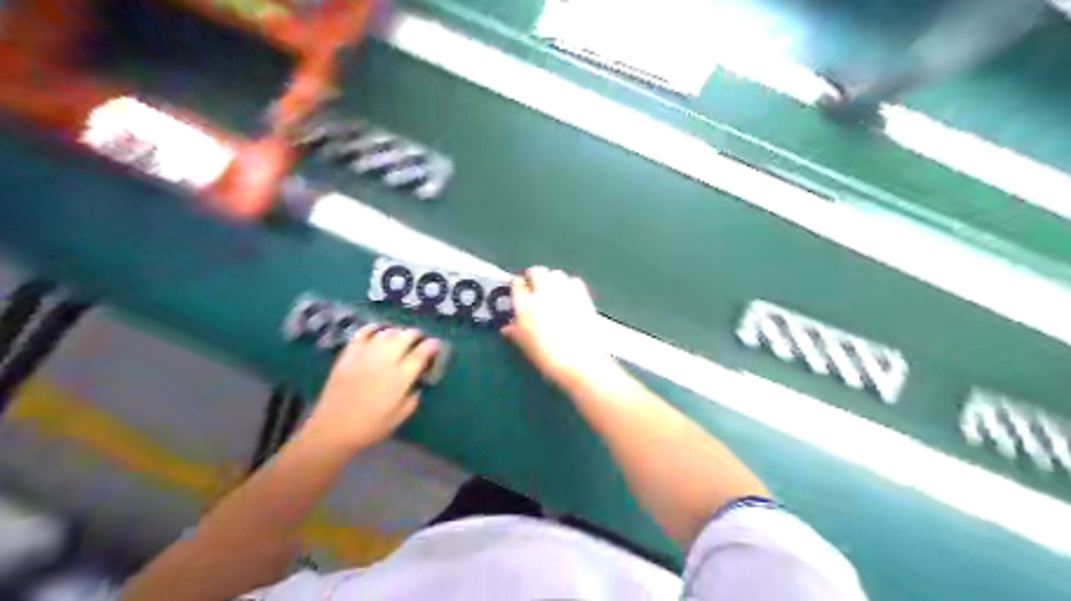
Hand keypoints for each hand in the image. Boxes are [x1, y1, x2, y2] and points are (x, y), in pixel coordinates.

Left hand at [301, 327, 438, 453]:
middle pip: (405, 336)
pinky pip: (363, 333)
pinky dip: (373, 328)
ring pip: (386, 332)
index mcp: (400, 378)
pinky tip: (378, 331)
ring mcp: (365, 355)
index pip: (421, 352)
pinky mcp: (348, 355)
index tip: (436, 345)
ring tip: (400, 337)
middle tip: (419, 340)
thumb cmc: (370, 427)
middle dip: (416, 335)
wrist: (332, 430)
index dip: (432, 345)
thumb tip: (418, 381)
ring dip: (397, 332)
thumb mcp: (400, 416)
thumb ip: (414, 396)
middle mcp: (385, 361)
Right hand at [503, 269, 620, 389]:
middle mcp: (543, 294)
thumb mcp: (526, 346)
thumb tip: (507, 328)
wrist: (579, 363)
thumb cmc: (548, 358)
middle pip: (537, 272)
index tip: (519, 291)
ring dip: (552, 279)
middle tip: (535, 287)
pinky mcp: (583, 297)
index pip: (517, 284)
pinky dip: (570, 284)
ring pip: (556, 273)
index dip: (518, 286)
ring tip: (552, 290)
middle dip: (535, 276)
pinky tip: (569, 295)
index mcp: (525, 306)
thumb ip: (515, 333)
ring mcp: (565, 293)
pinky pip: (574, 281)